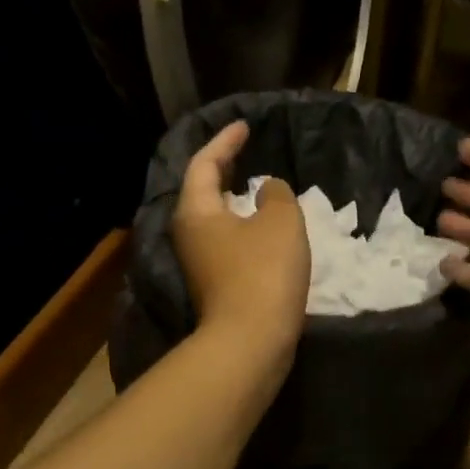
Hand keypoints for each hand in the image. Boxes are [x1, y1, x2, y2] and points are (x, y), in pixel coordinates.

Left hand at [173, 120, 310, 357]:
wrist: (251, 341)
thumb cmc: (263, 271)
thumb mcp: (280, 221)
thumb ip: (276, 195)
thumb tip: (268, 190)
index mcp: (197, 210)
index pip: (204, 163)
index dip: (225, 141)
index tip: (244, 126)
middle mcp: (189, 234)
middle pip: (202, 190)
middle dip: (223, 168)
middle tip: (245, 151)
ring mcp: (200, 263)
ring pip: (215, 218)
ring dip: (234, 199)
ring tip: (257, 186)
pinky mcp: (216, 284)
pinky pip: (227, 240)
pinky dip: (243, 224)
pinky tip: (264, 227)